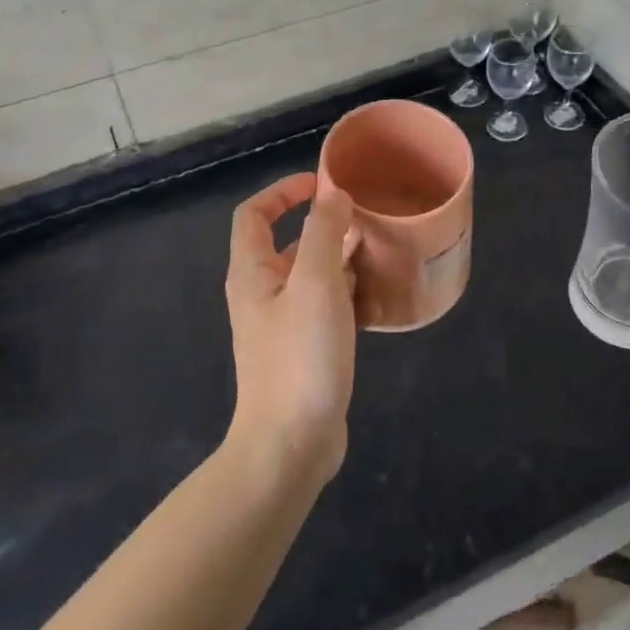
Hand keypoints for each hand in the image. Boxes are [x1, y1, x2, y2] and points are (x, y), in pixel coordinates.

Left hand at [225, 173, 358, 486]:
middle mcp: (261, 294)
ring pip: (309, 276)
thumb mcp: (315, 284)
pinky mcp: (303, 351)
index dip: (283, 191)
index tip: (322, 185)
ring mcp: (281, 325)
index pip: (254, 214)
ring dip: (338, 259)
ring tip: (377, 250)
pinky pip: (323, 307)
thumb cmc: (299, 357)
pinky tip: (374, 295)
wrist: (291, 445)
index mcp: (252, 273)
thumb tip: (332, 194)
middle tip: (365, 219)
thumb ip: (323, 233)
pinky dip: (345, 293)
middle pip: (286, 243)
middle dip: (322, 225)